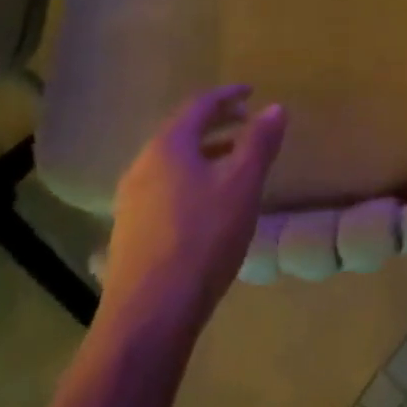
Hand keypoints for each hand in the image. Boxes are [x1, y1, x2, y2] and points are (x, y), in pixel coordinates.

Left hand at [99, 87, 285, 330]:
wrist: (150, 314)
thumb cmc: (203, 238)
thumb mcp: (242, 186)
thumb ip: (259, 143)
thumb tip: (275, 107)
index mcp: (168, 147)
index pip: (199, 105)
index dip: (227, 95)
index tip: (251, 92)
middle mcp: (143, 165)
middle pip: (181, 131)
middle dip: (216, 122)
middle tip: (246, 120)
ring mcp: (131, 199)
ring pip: (172, 161)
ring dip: (204, 151)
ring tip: (234, 159)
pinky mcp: (131, 229)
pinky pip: (165, 186)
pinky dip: (191, 176)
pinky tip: (209, 201)